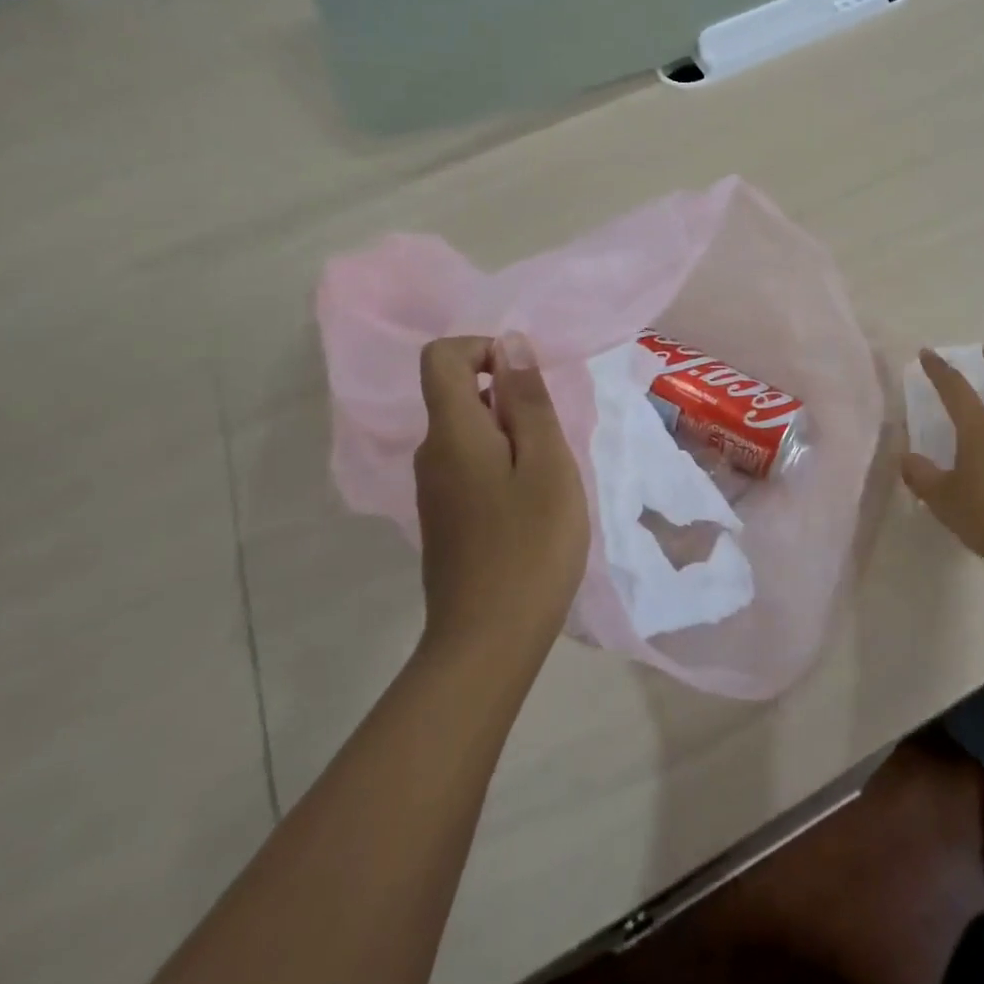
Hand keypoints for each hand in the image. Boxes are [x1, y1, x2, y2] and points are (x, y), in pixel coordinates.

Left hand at [412, 334, 588, 663]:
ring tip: (549, 478)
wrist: (488, 641)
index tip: (527, 382)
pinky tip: (532, 506)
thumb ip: (528, 400)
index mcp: (451, 432)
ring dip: (513, 436)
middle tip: (553, 444)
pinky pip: (470, 465)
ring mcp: (433, 489)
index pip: (442, 357)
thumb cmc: (530, 545)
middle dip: (511, 400)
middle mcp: (431, 453)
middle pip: (459, 394)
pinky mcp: (444, 517)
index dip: (483, 349)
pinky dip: (503, 465)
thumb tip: (508, 342)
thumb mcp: (547, 463)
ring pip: (470, 433)